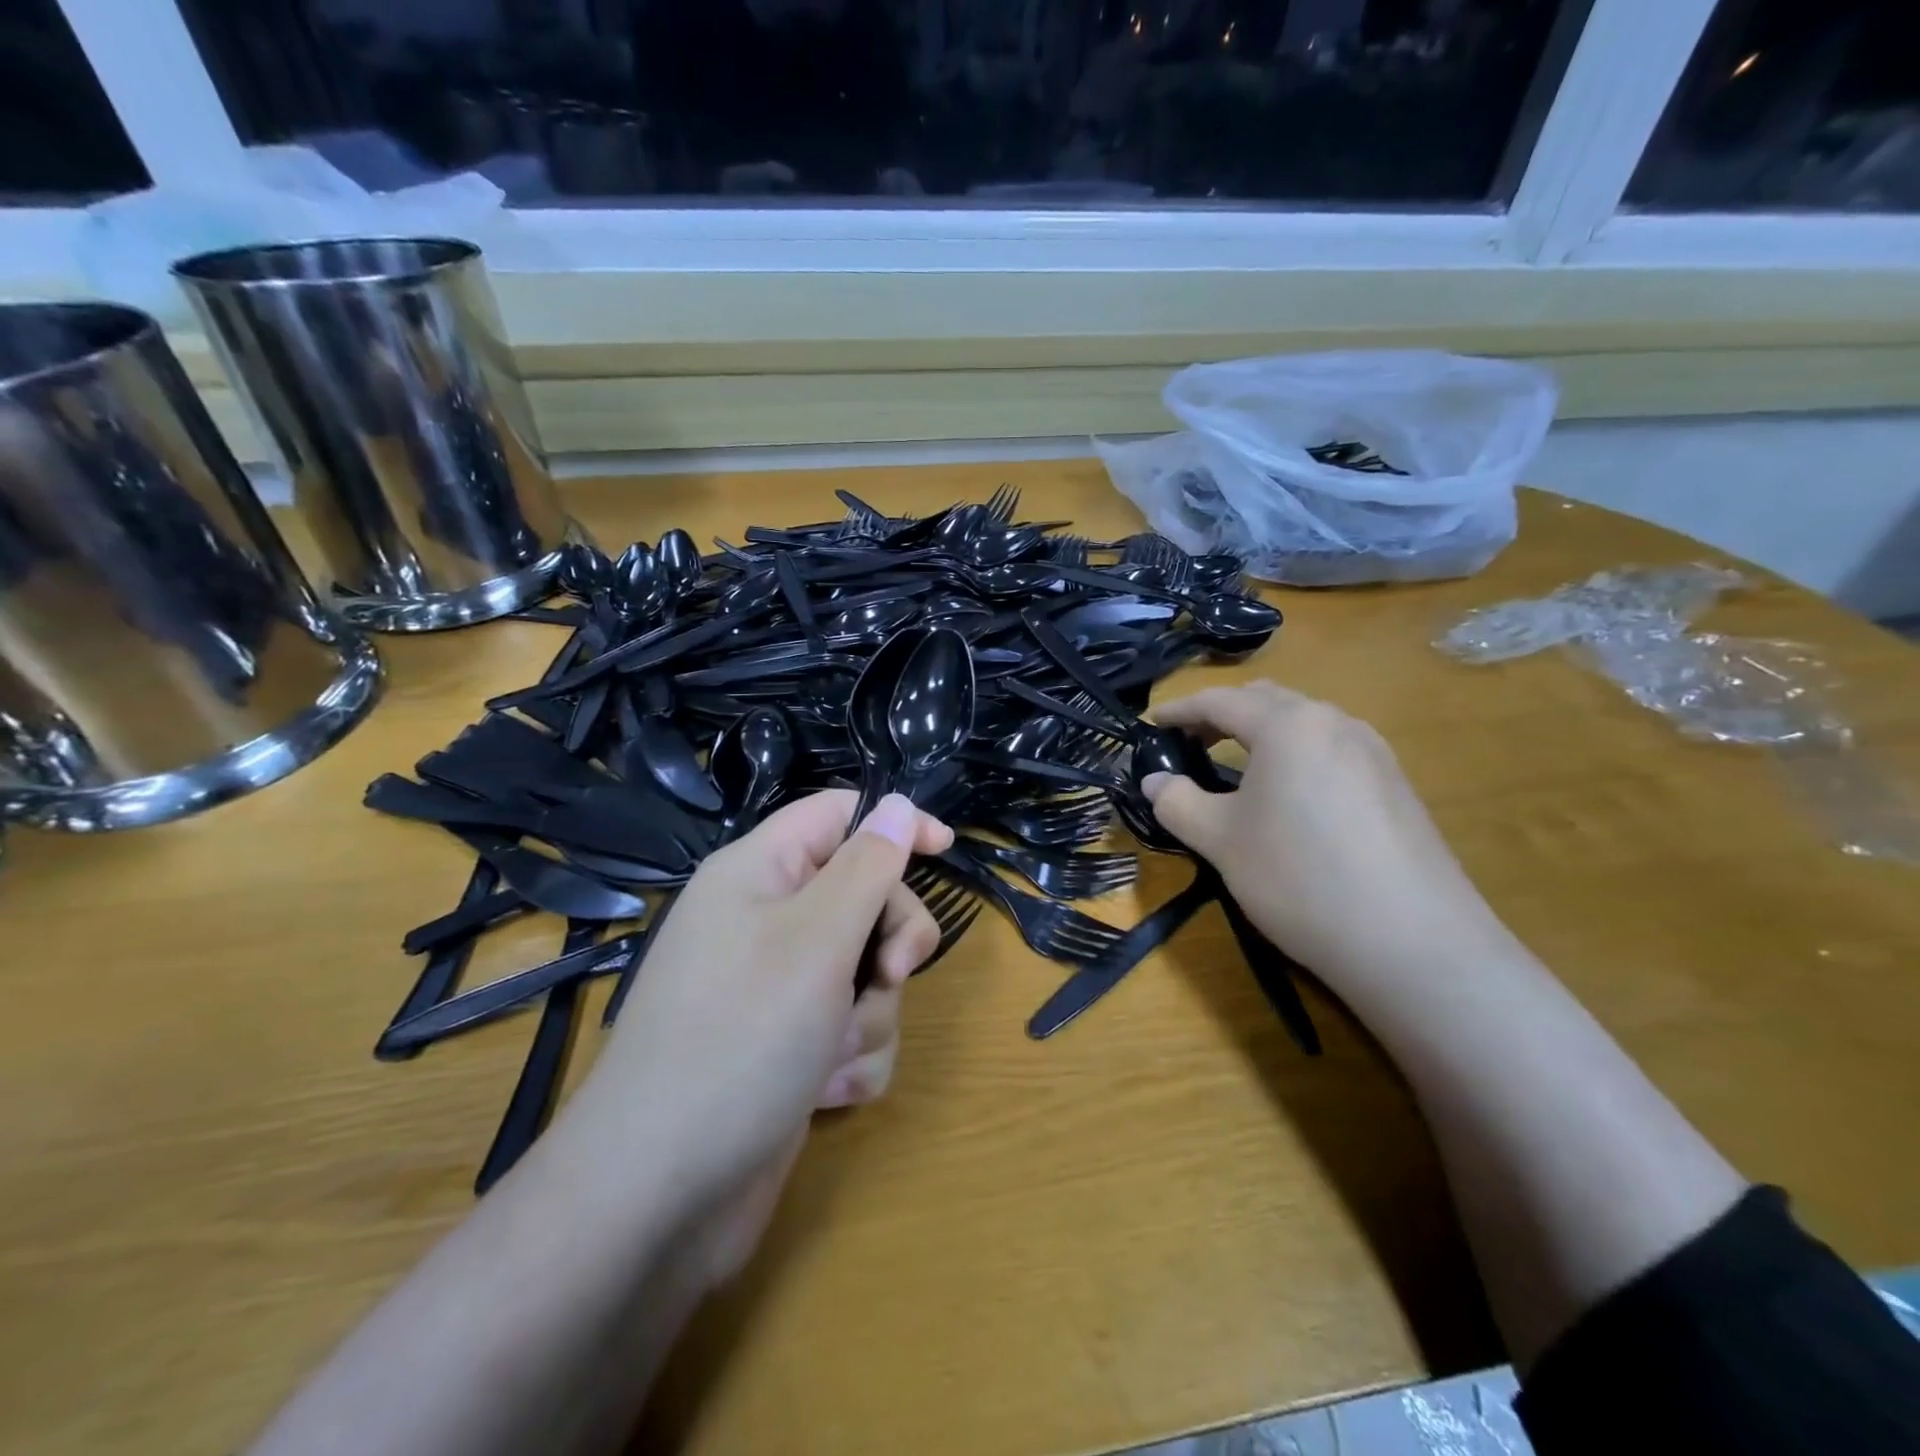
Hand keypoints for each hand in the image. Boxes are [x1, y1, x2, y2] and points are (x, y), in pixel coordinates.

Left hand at [558, 791, 952, 1249]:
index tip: (945, 849)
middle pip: (864, 896)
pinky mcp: (789, 1047)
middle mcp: (767, 923)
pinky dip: (853, 1057)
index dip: (893, 823)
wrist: (659, 1197)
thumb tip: (899, 803)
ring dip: (870, 1013)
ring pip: (866, 971)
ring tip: (833, 1054)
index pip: (837, 815)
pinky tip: (825, 1092)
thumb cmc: (741, 1039)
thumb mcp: (818, 939)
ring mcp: (777, 989)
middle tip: (887, 974)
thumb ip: (868, 866)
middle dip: (889, 941)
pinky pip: (852, 1028)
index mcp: (760, 874)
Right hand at [1143, 681, 1513, 999]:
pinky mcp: (1396, 786)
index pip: (1220, 701)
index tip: (1150, 725)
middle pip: (1267, 701)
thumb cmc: (1297, 877)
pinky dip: (1296, 758)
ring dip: (1262, 736)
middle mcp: (1334, 722)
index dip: (1179, 711)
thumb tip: (1154, 781)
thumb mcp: (1220, 841)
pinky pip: (1332, 752)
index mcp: (1287, 725)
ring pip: (1304, 725)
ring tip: (1236, 772)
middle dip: (1222, 716)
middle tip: (1190, 745)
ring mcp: (1374, 752)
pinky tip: (1290, 800)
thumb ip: (1177, 802)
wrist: (1412, 942)